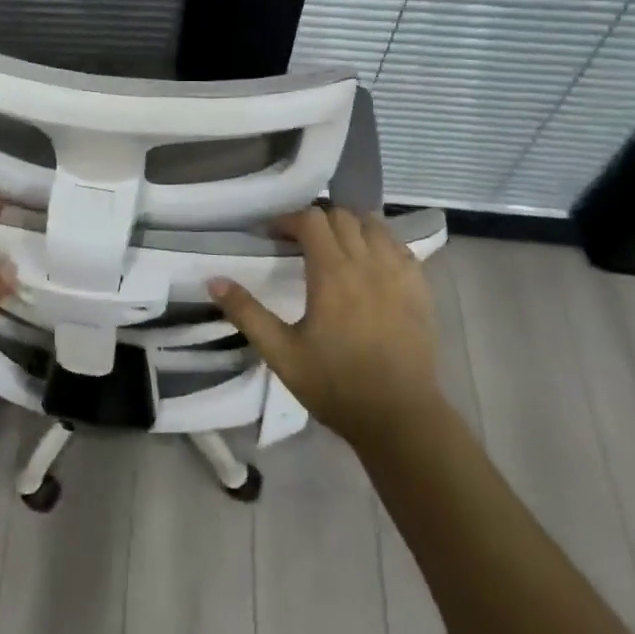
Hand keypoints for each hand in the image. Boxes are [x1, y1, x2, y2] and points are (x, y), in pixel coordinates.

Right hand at [208, 207, 440, 445]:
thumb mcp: (281, 353)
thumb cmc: (336, 385)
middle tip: (299, 242)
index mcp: (332, 273)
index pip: (311, 220)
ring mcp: (399, 273)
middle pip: (342, 216)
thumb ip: (247, 313)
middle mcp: (368, 263)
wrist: (400, 418)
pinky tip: (370, 264)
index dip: (288, 220)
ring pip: (374, 225)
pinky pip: (399, 247)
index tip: (272, 236)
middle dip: (317, 221)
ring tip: (335, 247)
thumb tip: (214, 280)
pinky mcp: (421, 289)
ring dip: (350, 226)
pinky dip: (380, 243)